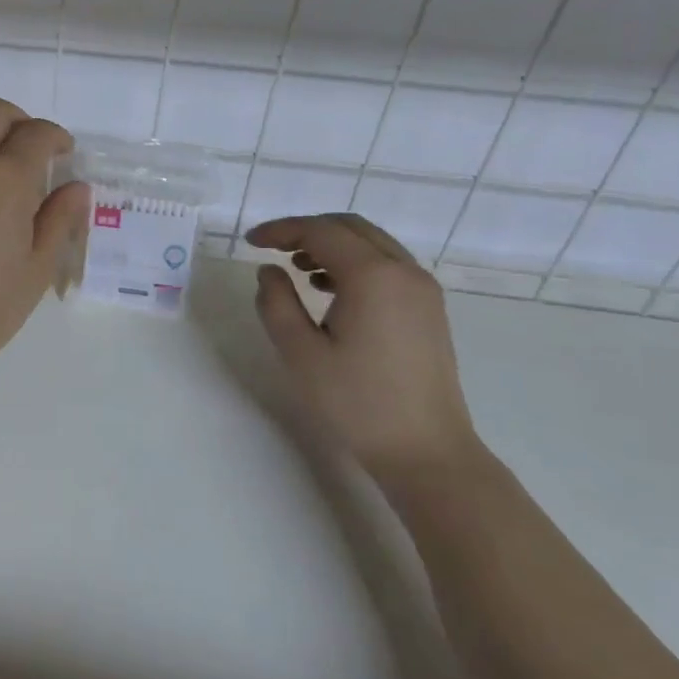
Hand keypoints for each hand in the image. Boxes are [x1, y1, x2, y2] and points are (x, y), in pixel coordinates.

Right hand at [246, 214, 479, 486]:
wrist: (425, 451)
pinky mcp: (428, 309)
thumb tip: (269, 270)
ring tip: (297, 269)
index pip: (320, 232)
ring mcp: (423, 290)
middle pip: (350, 228)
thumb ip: (276, 302)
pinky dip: (354, 263)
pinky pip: (388, 266)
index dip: (281, 230)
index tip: (250, 242)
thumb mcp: (299, 352)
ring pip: (372, 244)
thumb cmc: (356, 402)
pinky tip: (329, 290)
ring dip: (331, 245)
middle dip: (306, 230)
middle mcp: (404, 272)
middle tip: (271, 248)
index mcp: (373, 276)